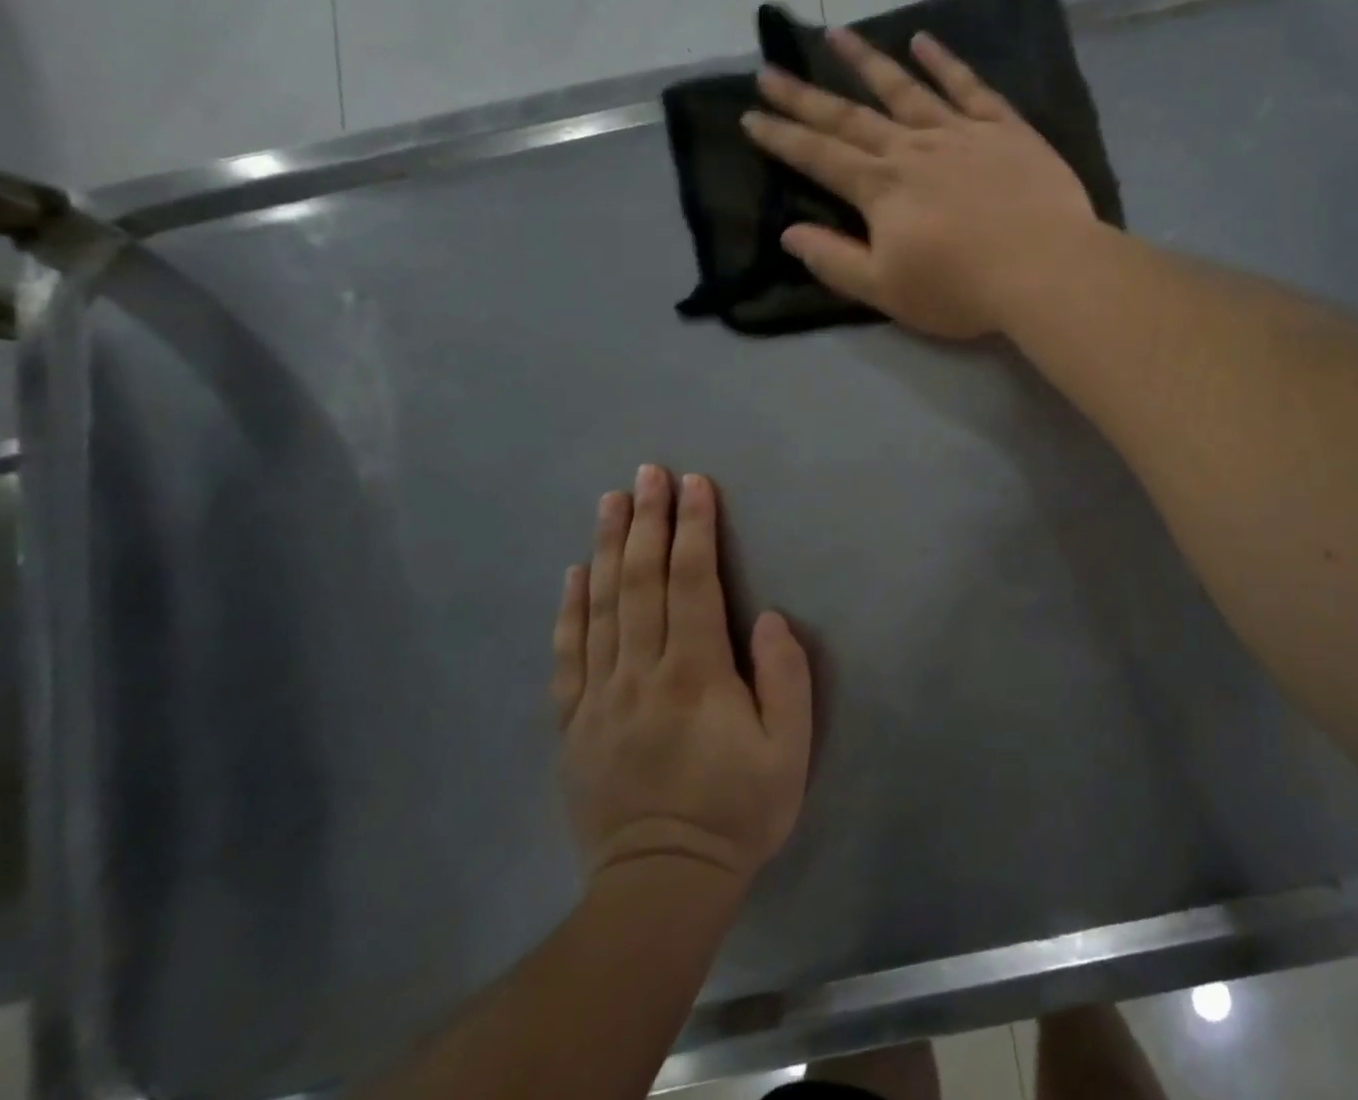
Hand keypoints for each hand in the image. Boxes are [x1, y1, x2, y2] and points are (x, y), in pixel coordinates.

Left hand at [551, 467, 811, 886]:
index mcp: (695, 674)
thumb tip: (766, 616)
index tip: (694, 484)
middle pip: (643, 581)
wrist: (662, 885)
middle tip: (648, 472)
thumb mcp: (789, 749)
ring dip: (609, 548)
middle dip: (648, 521)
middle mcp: (642, 673)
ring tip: (611, 502)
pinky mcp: (574, 724)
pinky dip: (570, 609)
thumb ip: (784, 677)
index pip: (693, 582)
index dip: (695, 528)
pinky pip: (568, 655)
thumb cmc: (738, 810)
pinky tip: (574, 573)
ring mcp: (600, 697)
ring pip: (602, 606)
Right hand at [742, 29, 1097, 339]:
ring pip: (903, 88)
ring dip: (865, 61)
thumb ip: (834, 261)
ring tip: (834, 33)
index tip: (750, 116)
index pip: (820, 157)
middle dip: (806, 96)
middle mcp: (912, 149)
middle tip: (769, 69)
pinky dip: (944, 62)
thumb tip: (789, 234)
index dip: (783, 138)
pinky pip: (969, 87)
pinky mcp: (1004, 130)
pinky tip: (922, 41)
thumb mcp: (886, 290)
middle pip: (850, 117)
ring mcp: (959, 133)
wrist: (1045, 269)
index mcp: (881, 189)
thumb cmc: (962, 289)